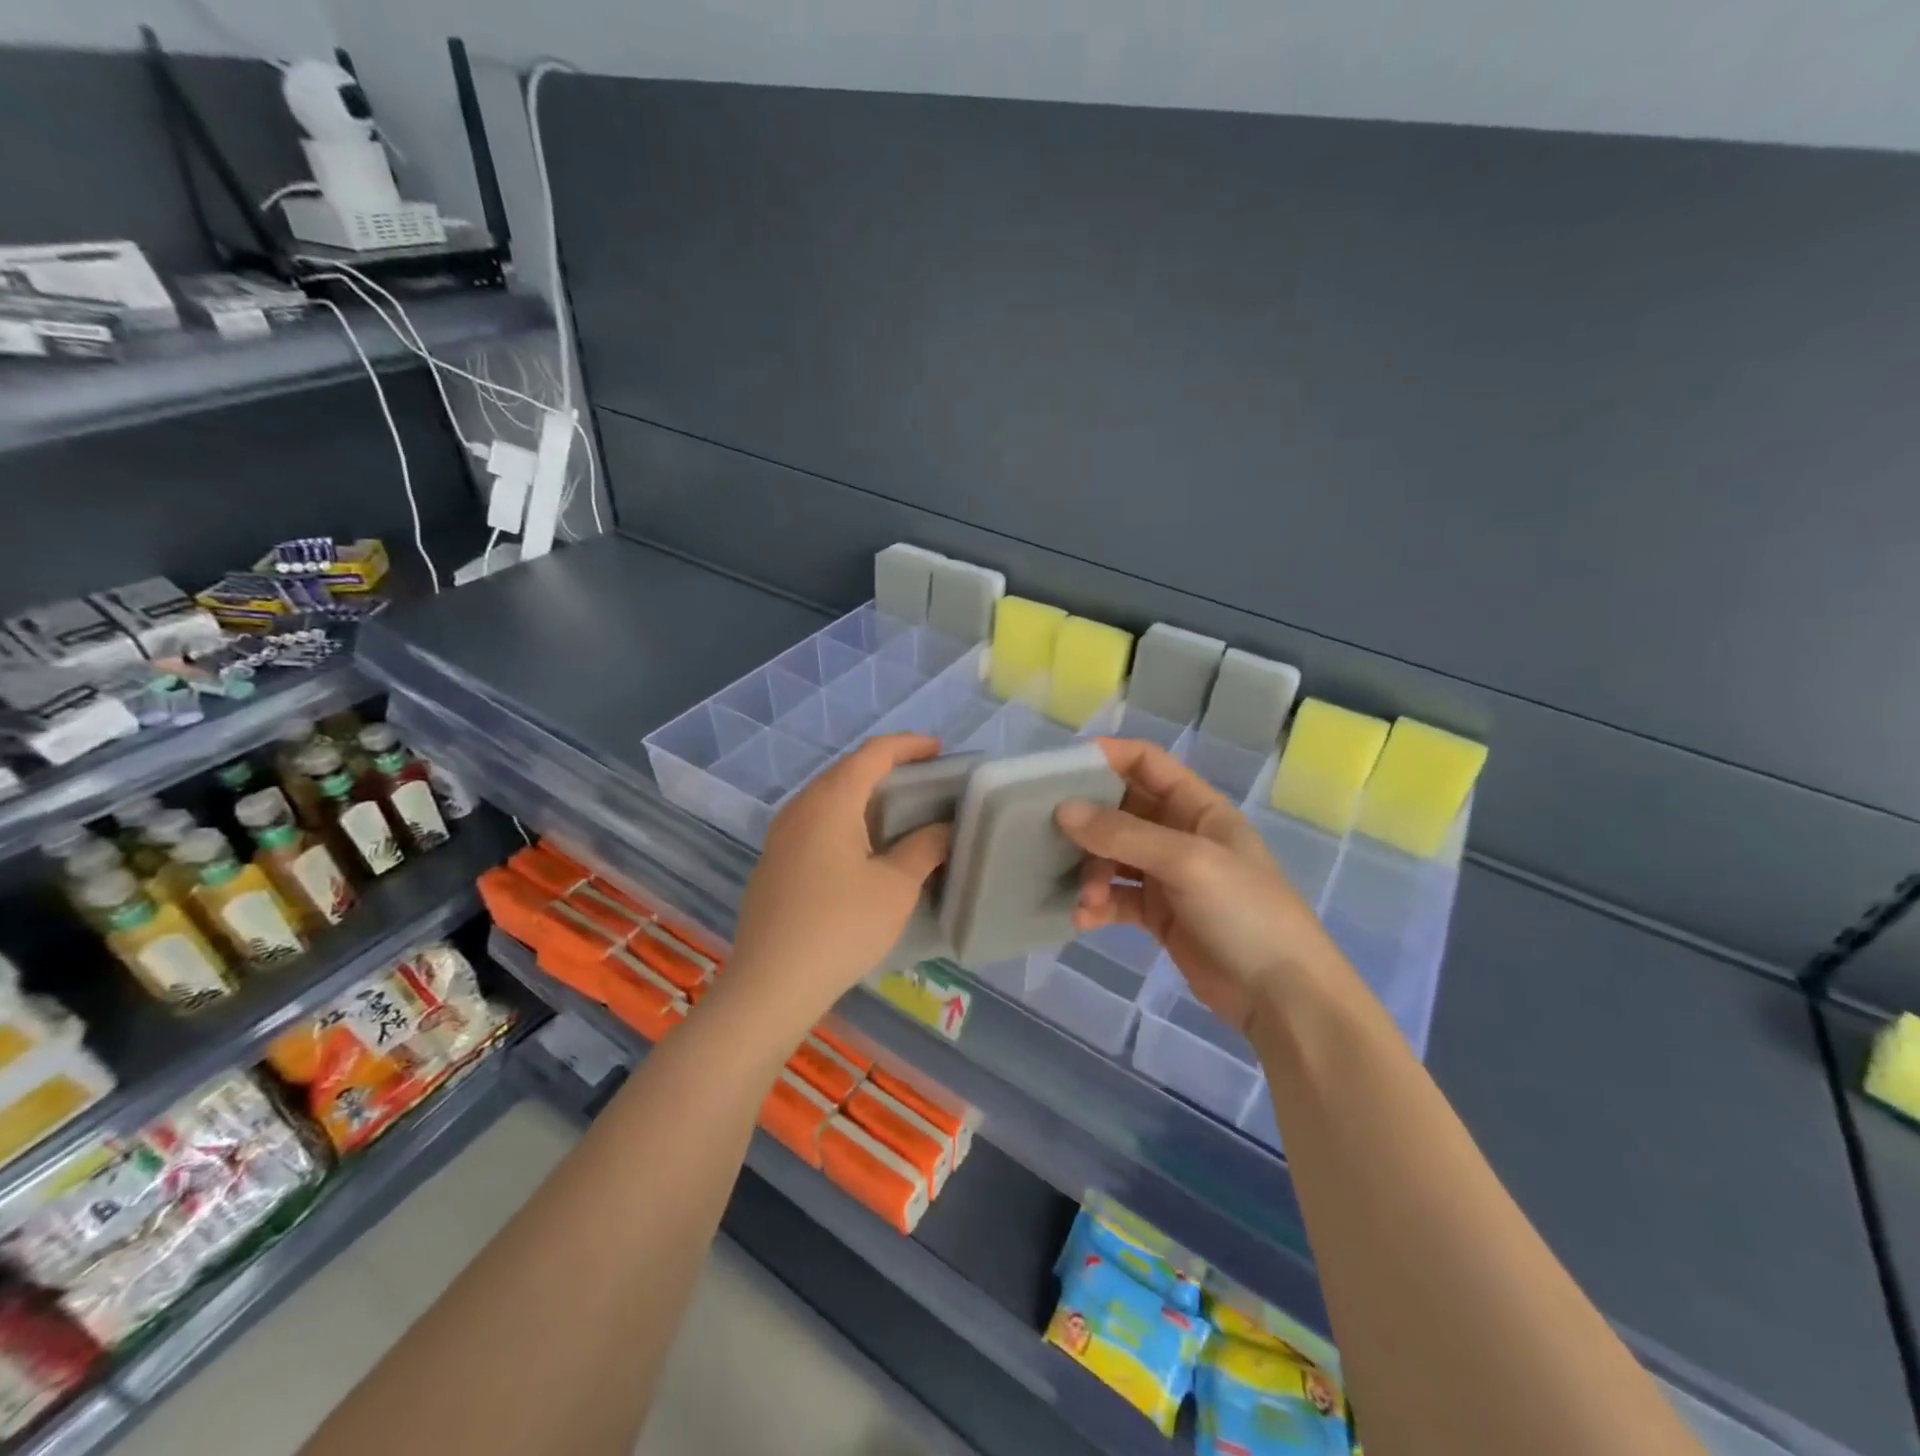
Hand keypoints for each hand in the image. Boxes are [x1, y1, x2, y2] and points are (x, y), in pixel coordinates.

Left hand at [726, 735, 951, 1030]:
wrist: (770, 984)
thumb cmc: (841, 927)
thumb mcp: (895, 887)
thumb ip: (924, 848)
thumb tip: (943, 829)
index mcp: (830, 801)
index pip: (872, 754)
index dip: (908, 745)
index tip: (939, 750)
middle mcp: (800, 808)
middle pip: (846, 770)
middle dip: (886, 767)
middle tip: (924, 781)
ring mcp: (781, 836)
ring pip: (827, 797)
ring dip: (863, 794)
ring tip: (898, 811)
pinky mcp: (774, 863)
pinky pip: (815, 822)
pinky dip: (844, 819)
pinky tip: (861, 848)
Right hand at [1057, 739, 1336, 1036]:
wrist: (1282, 997)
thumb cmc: (1245, 912)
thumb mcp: (1188, 862)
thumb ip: (1124, 834)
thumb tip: (1063, 810)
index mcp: (1197, 807)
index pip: (1147, 763)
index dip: (1107, 757)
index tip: (1061, 769)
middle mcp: (1179, 834)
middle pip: (1121, 809)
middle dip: (1088, 823)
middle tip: (1051, 836)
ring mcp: (1167, 875)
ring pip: (1112, 856)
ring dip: (1091, 872)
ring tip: (1086, 898)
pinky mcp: (1157, 914)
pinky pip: (1115, 897)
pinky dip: (1097, 905)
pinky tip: (1084, 920)